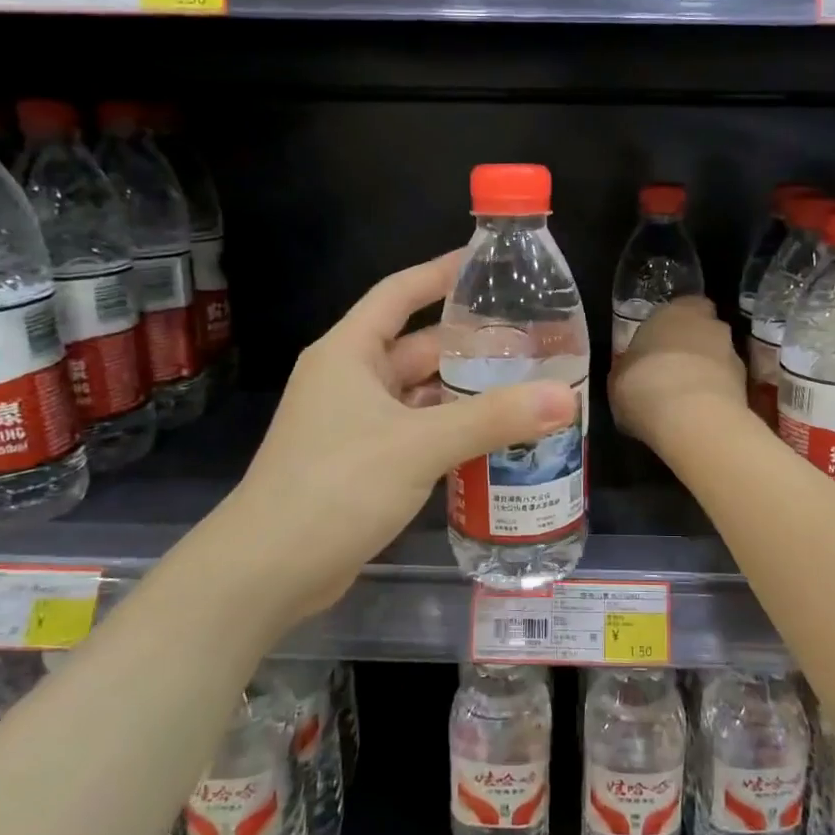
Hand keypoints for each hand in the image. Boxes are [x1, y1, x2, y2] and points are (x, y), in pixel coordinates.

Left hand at [224, 251, 577, 625]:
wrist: (268, 570)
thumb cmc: (336, 486)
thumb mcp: (419, 445)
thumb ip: (494, 418)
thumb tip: (566, 398)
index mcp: (350, 353)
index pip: (399, 293)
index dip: (441, 273)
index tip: (488, 264)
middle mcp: (350, 380)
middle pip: (416, 346)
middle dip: (468, 343)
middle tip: (529, 341)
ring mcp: (354, 424)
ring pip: (418, 394)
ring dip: (462, 391)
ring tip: (522, 386)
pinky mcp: (362, 463)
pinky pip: (415, 431)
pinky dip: (449, 430)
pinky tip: (492, 438)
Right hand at [609, 297, 745, 451]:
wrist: (689, 417)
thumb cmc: (643, 385)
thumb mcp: (618, 377)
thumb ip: (630, 367)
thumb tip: (630, 374)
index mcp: (674, 311)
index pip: (683, 306)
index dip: (673, 325)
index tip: (660, 344)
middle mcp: (709, 324)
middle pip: (704, 330)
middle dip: (693, 347)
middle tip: (673, 370)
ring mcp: (733, 354)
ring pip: (718, 358)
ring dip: (707, 372)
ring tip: (686, 399)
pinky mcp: (746, 386)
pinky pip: (726, 386)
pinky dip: (716, 396)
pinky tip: (698, 415)